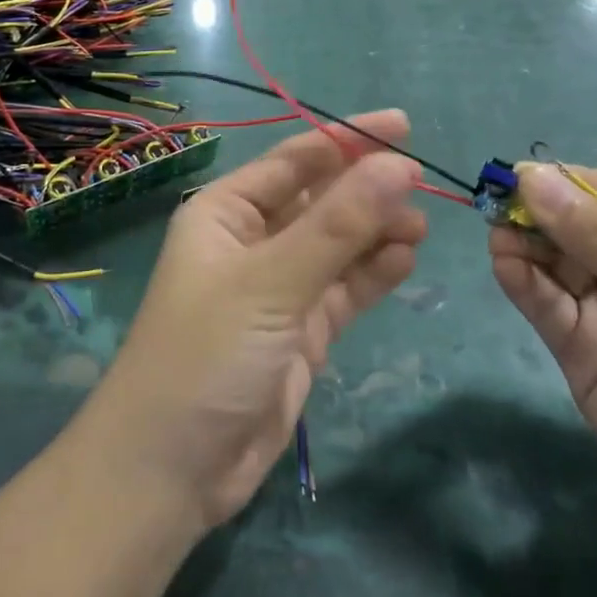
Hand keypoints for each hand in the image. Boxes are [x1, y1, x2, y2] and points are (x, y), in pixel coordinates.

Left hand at [81, 112, 426, 530]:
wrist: (173, 470)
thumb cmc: (207, 354)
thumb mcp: (272, 281)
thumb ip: (339, 225)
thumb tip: (399, 165)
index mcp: (226, 212)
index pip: (295, 160)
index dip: (347, 139)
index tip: (403, 126)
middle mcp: (251, 241)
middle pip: (320, 199)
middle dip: (367, 188)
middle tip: (422, 183)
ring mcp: (278, 287)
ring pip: (338, 244)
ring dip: (377, 231)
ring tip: (421, 226)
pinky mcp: (300, 330)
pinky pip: (344, 288)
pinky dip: (374, 272)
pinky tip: (407, 260)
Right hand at [490, 164, 596, 572]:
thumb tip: (530, 177)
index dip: (567, 183)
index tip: (518, 178)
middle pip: (578, 231)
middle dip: (539, 215)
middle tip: (495, 208)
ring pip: (557, 268)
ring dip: (526, 248)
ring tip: (498, 237)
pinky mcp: (586, 361)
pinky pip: (549, 311)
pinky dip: (524, 286)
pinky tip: (504, 266)